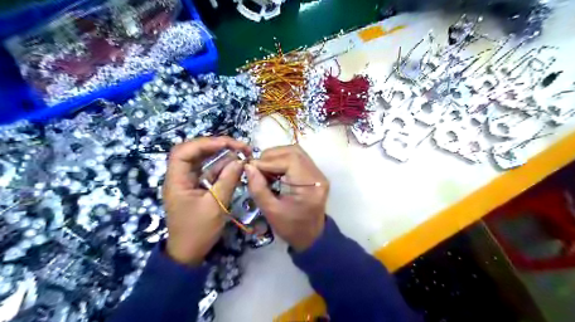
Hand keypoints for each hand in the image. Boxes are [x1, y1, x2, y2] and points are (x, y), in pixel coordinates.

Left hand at [163, 137, 250, 264]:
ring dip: (222, 155)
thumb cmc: (198, 231)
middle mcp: (181, 177)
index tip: (228, 143)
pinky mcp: (199, 188)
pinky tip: (236, 165)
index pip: (184, 151)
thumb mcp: (215, 205)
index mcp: (177, 180)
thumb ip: (228, 181)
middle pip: (195, 152)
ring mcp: (190, 182)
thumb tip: (241, 161)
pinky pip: (210, 172)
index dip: (205, 143)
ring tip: (242, 152)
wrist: (189, 253)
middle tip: (239, 146)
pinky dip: (223, 167)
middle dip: (217, 146)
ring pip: (204, 161)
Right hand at [244, 144, 330, 251]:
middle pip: (293, 152)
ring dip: (276, 156)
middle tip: (257, 168)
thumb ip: (258, 188)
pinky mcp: (314, 174)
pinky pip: (297, 158)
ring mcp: (318, 173)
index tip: (251, 167)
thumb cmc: (292, 228)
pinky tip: (273, 170)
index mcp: (310, 186)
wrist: (311, 236)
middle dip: (271, 156)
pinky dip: (282, 160)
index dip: (268, 161)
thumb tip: (248, 166)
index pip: (290, 160)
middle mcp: (317, 175)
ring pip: (295, 152)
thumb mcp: (271, 211)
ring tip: (264, 168)